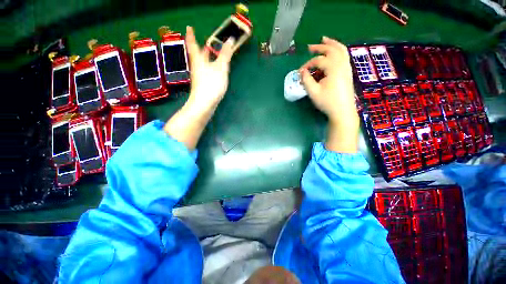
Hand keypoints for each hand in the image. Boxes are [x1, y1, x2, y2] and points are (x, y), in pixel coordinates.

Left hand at [163, 27, 234, 149]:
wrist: (204, 104)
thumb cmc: (211, 84)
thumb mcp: (221, 68)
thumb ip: (225, 55)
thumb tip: (230, 39)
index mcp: (199, 60)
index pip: (193, 44)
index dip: (191, 35)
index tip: (189, 27)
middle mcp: (197, 67)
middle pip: (198, 55)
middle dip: (202, 48)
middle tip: (208, 43)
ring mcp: (199, 77)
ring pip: (202, 65)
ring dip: (207, 59)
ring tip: (213, 55)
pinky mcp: (203, 86)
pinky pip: (206, 73)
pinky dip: (210, 68)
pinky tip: (215, 72)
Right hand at [300, 37, 359, 152]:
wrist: (343, 111)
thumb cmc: (327, 102)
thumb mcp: (313, 92)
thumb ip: (306, 80)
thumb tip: (302, 71)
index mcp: (333, 68)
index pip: (319, 61)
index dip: (308, 64)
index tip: (300, 72)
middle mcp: (342, 64)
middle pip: (331, 50)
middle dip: (320, 47)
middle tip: (310, 47)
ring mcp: (347, 68)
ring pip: (341, 50)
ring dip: (332, 44)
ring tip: (324, 40)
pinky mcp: (348, 72)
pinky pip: (344, 56)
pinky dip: (339, 50)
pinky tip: (334, 51)